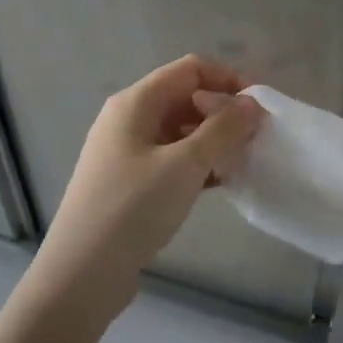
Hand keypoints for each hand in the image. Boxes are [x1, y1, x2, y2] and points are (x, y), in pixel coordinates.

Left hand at [36, 56, 263, 315]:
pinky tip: (221, 184)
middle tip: (256, 139)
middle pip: (185, 98)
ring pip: (179, 131)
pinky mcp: (129, 182)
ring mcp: (126, 152)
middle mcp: (127, 119)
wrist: (82, 273)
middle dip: (223, 113)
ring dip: (213, 141)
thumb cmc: (133, 208)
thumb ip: (223, 129)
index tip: (260, 107)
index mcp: (136, 102)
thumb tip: (252, 103)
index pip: (190, 69)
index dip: (228, 79)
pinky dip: (197, 165)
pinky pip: (171, 159)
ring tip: (244, 163)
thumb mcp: (185, 165)